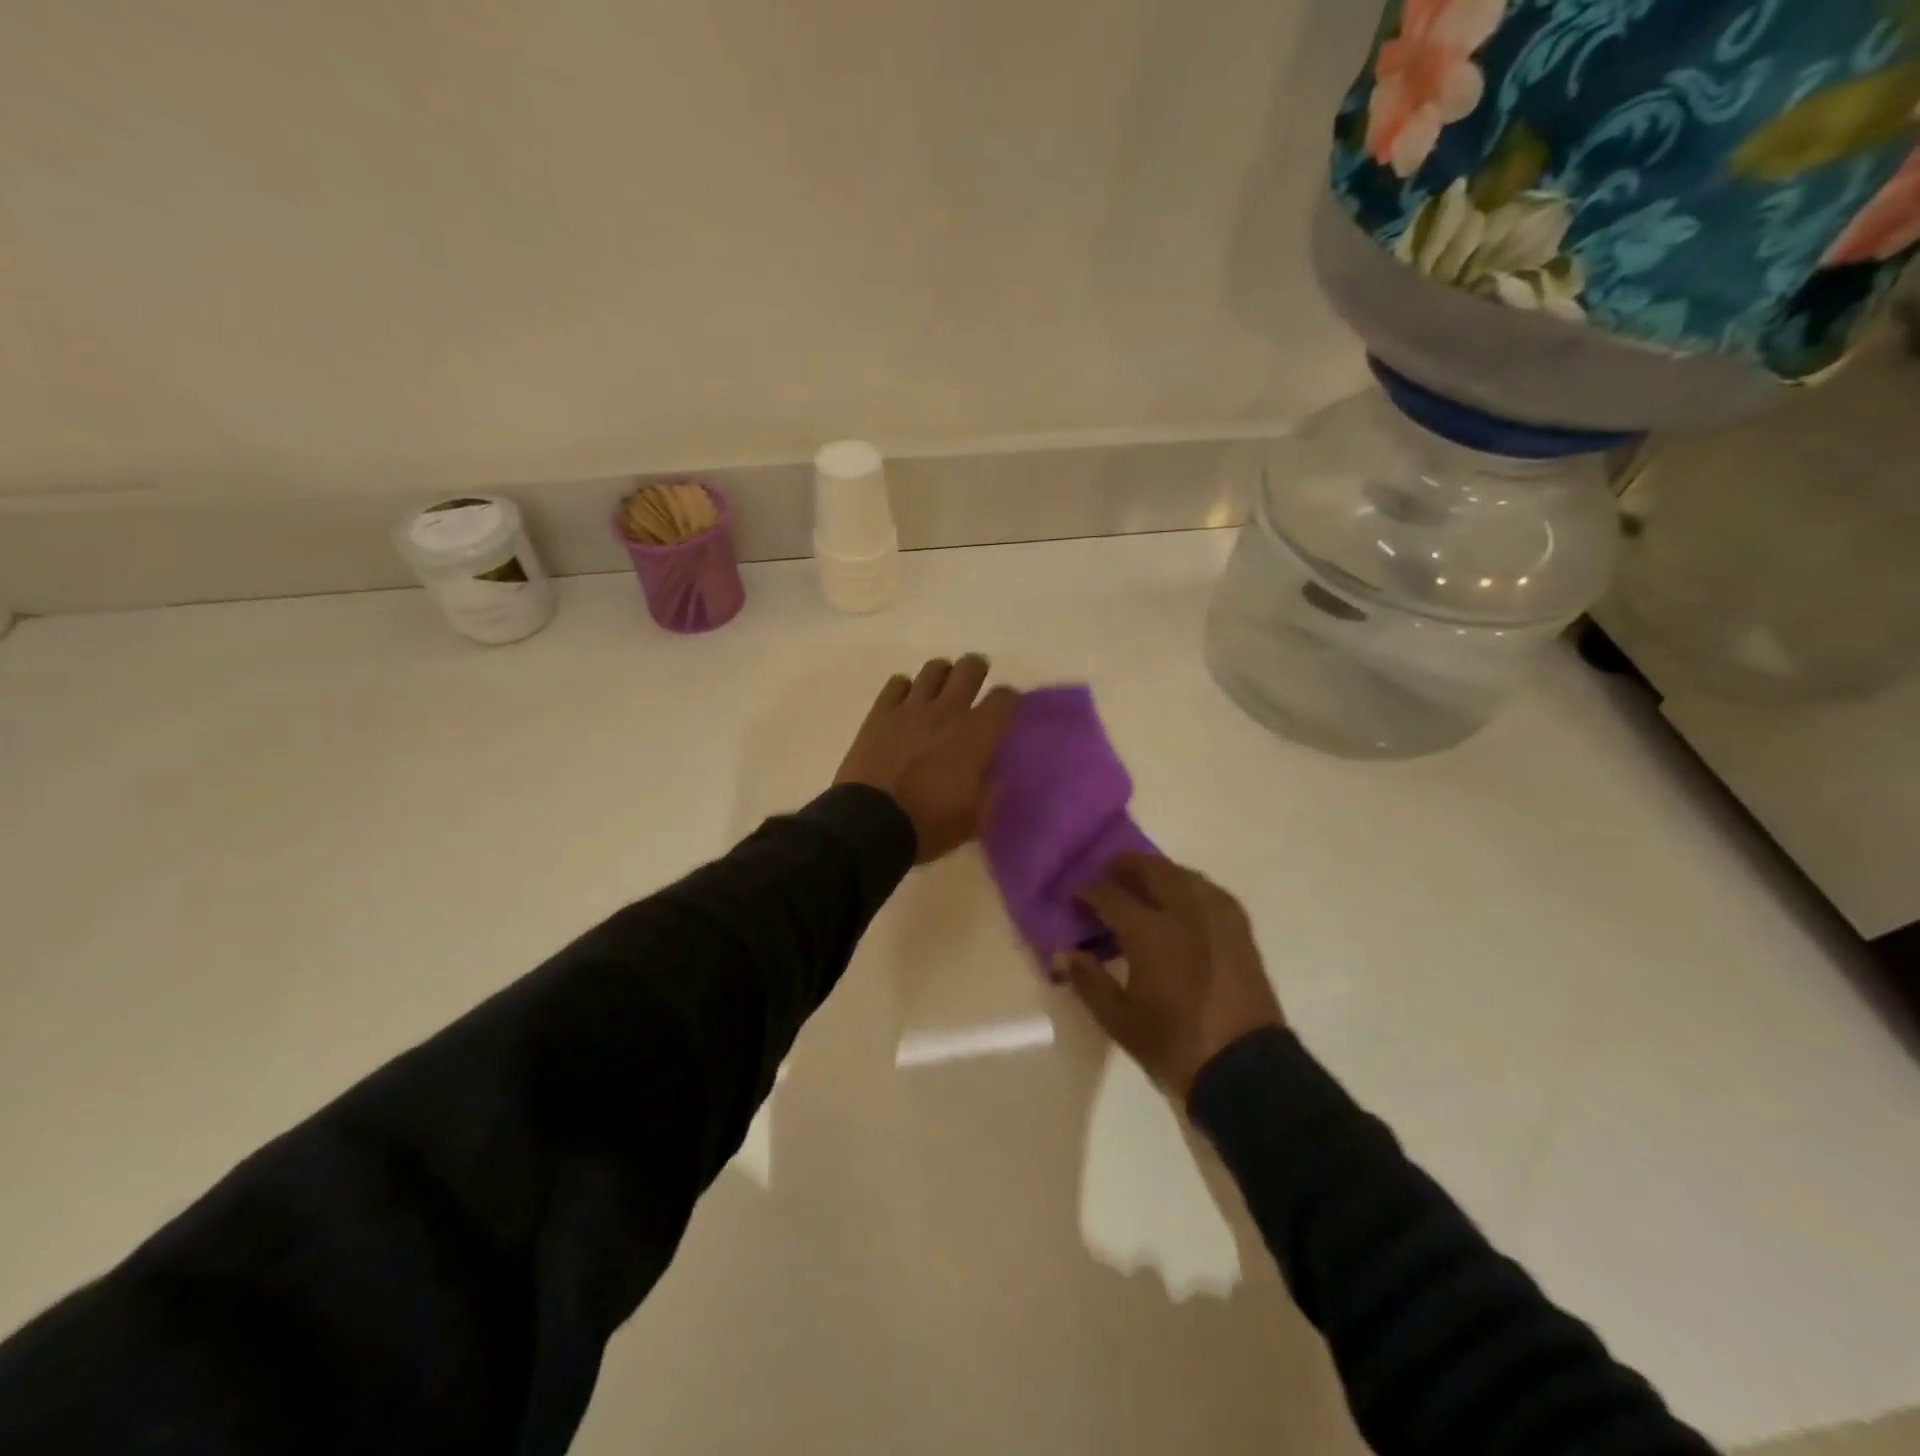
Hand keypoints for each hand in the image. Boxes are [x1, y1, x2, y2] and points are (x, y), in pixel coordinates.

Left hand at [834, 654, 1018, 864]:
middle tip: (975, 683)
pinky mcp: (880, 713)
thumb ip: (990, 788)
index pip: (1004, 698)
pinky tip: (906, 702)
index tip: (1006, 709)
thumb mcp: (975, 818)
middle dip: (977, 671)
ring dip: (942, 675)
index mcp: (976, 735)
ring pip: (933, 669)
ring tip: (941, 689)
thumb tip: (994, 771)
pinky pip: (896, 683)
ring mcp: (910, 708)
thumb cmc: (929, 824)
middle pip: (969, 669)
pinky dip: (905, 688)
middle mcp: (947, 711)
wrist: (870, 824)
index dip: (1009, 700)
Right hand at [1057, 855, 1283, 1099]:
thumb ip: (1089, 981)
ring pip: (1184, 874)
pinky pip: (1210, 890)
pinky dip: (1189, 885)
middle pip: (1152, 869)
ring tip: (1144, 882)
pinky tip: (1183, 900)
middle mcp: (1185, 912)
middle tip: (1109, 873)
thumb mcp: (1120, 1021)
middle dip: (1126, 865)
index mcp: (1150, 933)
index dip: (1089, 891)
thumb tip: (1064, 953)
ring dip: (1159, 871)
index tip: (1077, 896)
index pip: (1110, 895)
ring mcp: (1217, 917)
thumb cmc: (1175, 1046)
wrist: (1246, 1070)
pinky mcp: (1240, 929)